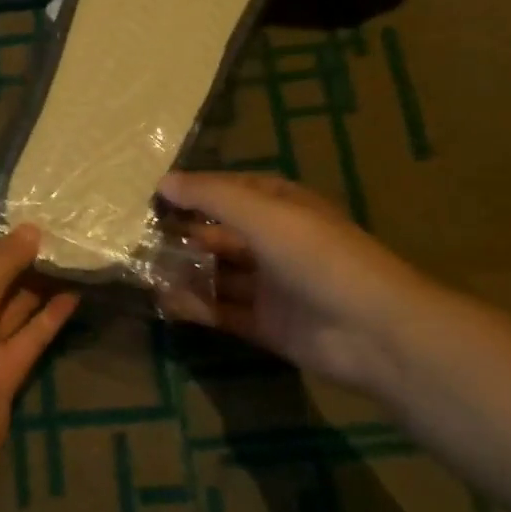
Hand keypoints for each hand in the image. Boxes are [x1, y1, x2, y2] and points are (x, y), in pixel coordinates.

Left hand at [0, 219, 79, 511]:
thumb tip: (31, 230)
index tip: (12, 191)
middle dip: (15, 245)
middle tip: (57, 217)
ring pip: (10, 299)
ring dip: (37, 278)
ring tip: (73, 247)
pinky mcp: (2, 368)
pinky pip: (29, 333)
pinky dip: (50, 315)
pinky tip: (77, 292)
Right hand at [160, 171, 450, 405]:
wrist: (373, 330)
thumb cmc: (316, 255)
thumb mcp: (261, 212)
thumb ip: (210, 196)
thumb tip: (163, 181)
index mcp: (280, 206)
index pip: (228, 190)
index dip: (192, 191)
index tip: (151, 196)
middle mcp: (274, 241)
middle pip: (219, 234)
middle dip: (183, 234)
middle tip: (137, 238)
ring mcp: (271, 285)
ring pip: (218, 273)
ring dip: (185, 271)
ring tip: (142, 271)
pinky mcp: (267, 324)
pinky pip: (224, 311)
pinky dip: (196, 307)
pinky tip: (165, 303)